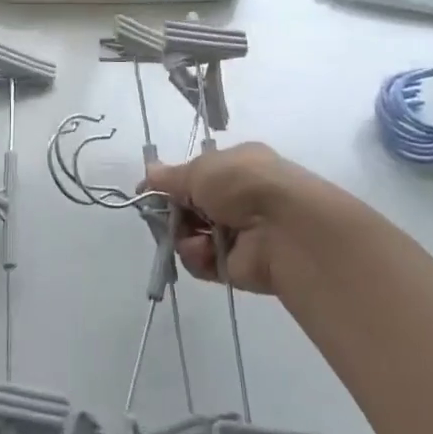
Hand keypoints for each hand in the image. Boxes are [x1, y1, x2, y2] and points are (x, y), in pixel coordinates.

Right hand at [145, 142, 315, 295]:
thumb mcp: (201, 170)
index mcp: (235, 167)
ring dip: (184, 236)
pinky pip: (201, 262)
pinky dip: (197, 257)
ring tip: (193, 236)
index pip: (196, 176)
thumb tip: (148, 174)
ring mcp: (236, 234)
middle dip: (173, 213)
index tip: (148, 193)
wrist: (284, 229)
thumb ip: (169, 177)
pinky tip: (205, 251)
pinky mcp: (234, 266)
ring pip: (191, 236)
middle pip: (189, 208)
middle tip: (165, 216)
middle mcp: (238, 199)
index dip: (171, 184)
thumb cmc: (243, 184)